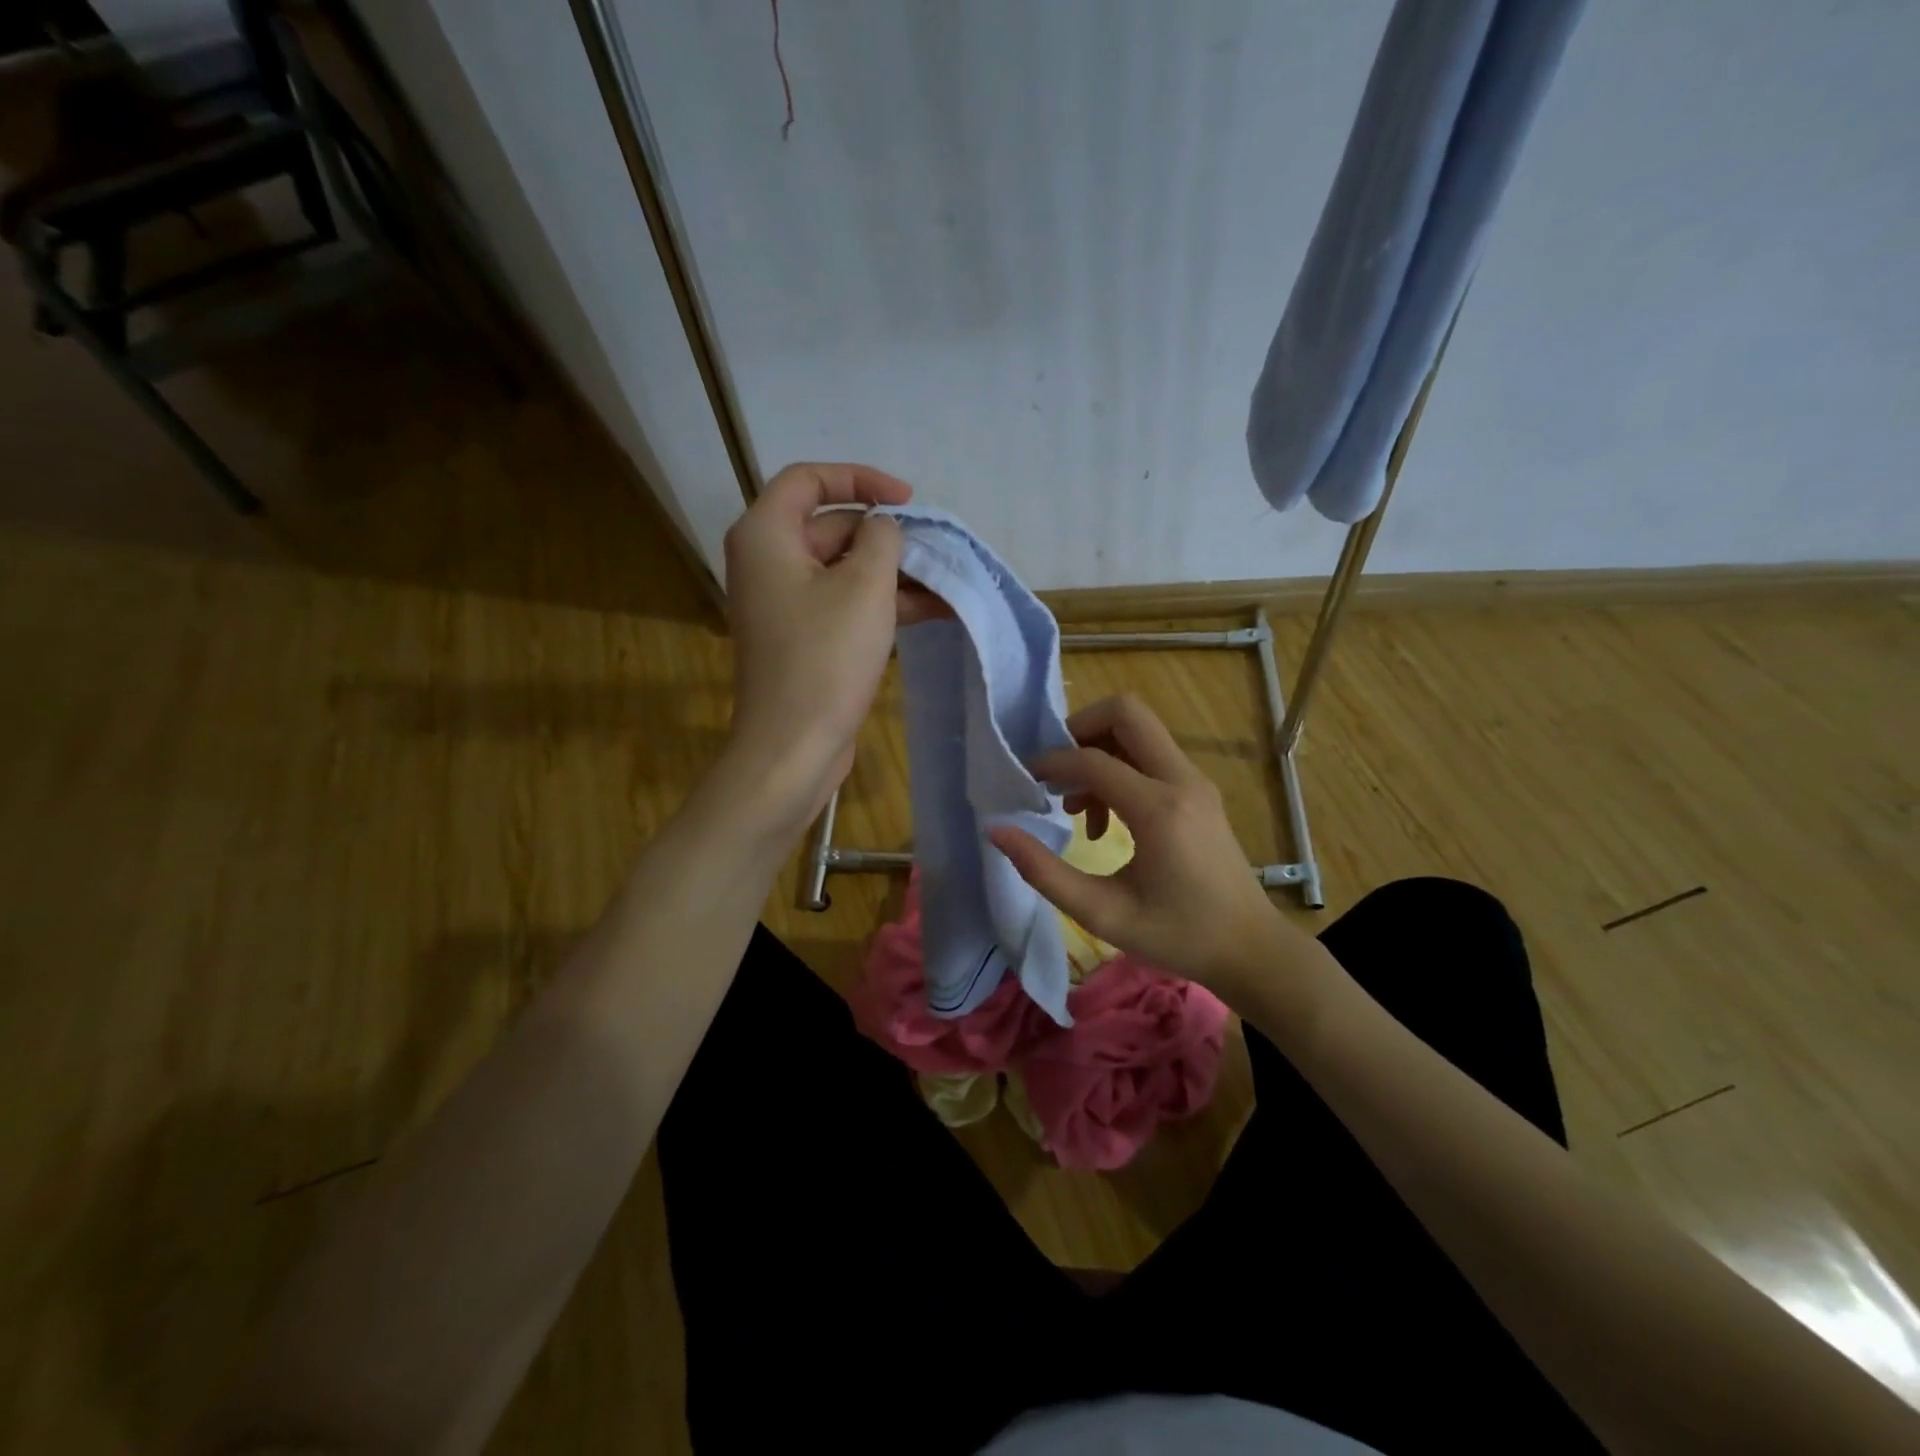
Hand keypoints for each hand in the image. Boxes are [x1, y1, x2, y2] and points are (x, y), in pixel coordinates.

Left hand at [721, 462, 940, 832]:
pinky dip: (882, 604)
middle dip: (887, 538)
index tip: (906, 499)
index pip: (809, 479)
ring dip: (894, 575)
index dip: (861, 479)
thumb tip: (882, 529)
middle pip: (831, 526)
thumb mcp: (865, 585)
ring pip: (844, 570)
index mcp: (766, 535)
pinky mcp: (802, 638)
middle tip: (936, 552)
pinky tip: (933, 612)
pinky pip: (843, 604)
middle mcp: (768, 562)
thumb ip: (881, 538)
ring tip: (948, 585)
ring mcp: (784, 603)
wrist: (793, 746)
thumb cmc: (825, 658)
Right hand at [988, 695, 1313, 1002]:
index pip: (1092, 759)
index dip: (1050, 764)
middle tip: (1055, 771)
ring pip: (1139, 729)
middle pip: (1126, 712)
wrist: (1249, 949)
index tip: (1025, 784)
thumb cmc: (1177, 936)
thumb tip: (998, 831)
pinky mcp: (1198, 790)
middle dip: (1080, 727)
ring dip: (1098, 750)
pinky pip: (1151, 755)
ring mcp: (1195, 781)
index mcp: (1159, 809)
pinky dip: (1118, 768)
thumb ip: (1044, 872)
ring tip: (1077, 807)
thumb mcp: (1102, 913)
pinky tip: (1104, 819)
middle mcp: (1181, 780)